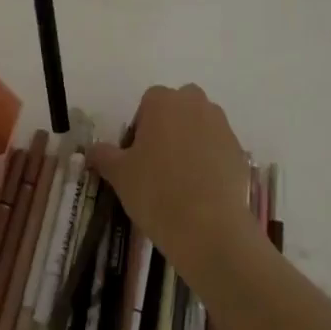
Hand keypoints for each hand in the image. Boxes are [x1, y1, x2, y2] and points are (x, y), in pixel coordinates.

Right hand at [90, 84, 259, 274]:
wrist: (209, 228)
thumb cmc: (156, 192)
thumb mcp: (119, 174)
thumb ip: (103, 155)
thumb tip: (91, 149)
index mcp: (163, 101)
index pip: (148, 103)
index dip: (140, 128)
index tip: (136, 156)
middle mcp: (194, 103)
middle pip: (178, 107)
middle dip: (169, 127)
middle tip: (157, 164)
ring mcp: (221, 125)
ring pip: (200, 125)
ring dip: (191, 141)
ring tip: (181, 179)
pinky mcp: (239, 150)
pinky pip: (218, 147)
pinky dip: (210, 160)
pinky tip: (201, 190)